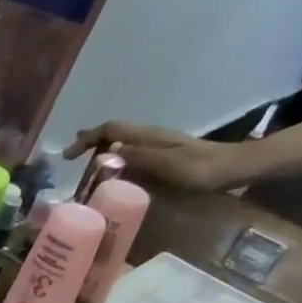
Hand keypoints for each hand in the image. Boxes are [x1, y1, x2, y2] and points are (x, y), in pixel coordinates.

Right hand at [63, 122, 251, 192]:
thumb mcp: (167, 164)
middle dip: (91, 142)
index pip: (111, 129)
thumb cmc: (201, 169)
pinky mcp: (162, 158)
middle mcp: (150, 138)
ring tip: (85, 167)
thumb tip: (108, 149)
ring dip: (101, 151)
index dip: (87, 139)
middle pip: (115, 132)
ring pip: (122, 143)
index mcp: (149, 137)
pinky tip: (111, 174)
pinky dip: (115, 160)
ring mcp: (157, 147)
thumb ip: (139, 156)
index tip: (68, 157)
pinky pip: (130, 155)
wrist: (233, 169)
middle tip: (71, 158)